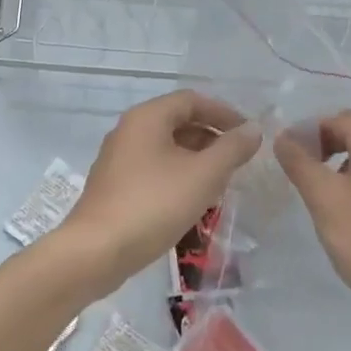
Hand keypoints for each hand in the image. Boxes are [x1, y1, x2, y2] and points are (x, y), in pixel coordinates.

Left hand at [52, 90, 259, 296]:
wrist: (97, 250)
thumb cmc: (154, 204)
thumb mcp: (202, 175)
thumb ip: (232, 149)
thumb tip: (254, 129)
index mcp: (147, 117)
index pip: (191, 100)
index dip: (223, 113)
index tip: (248, 134)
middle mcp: (129, 130)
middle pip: (177, 121)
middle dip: (211, 136)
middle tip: (238, 159)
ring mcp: (118, 158)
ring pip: (165, 147)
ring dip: (196, 158)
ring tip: (221, 181)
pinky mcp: (114, 185)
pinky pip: (153, 168)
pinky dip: (177, 174)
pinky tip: (192, 199)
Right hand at [275, 111, 350, 326]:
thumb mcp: (323, 198)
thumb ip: (299, 162)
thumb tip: (284, 137)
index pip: (343, 118)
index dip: (312, 128)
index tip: (290, 153)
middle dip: (326, 142)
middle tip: (302, 168)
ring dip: (342, 161)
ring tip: (321, 189)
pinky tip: (346, 209)